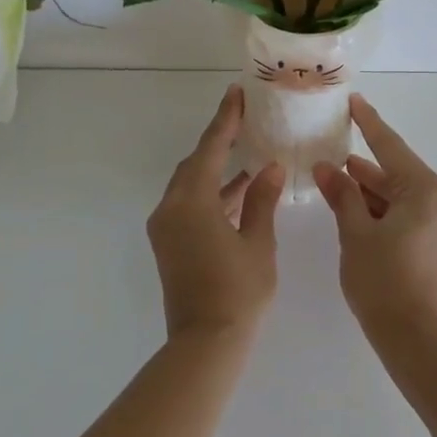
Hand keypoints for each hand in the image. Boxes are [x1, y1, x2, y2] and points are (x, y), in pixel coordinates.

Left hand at [147, 84, 285, 340]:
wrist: (205, 342)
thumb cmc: (238, 291)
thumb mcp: (258, 243)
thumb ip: (261, 200)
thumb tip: (271, 168)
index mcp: (192, 202)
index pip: (210, 149)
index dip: (224, 120)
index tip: (235, 94)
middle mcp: (170, 208)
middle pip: (195, 164)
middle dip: (218, 142)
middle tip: (243, 120)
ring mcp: (165, 227)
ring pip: (190, 185)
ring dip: (215, 170)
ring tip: (246, 154)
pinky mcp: (168, 243)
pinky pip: (188, 205)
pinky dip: (211, 195)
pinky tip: (238, 192)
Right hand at [313, 95, 436, 348]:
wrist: (417, 339)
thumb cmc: (382, 280)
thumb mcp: (355, 233)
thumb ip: (342, 195)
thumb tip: (327, 167)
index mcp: (426, 190)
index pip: (391, 147)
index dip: (369, 124)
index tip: (355, 102)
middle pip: (400, 175)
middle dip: (367, 169)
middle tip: (335, 158)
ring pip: (407, 198)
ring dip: (376, 193)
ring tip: (342, 184)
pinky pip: (415, 218)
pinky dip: (390, 213)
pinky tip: (363, 214)